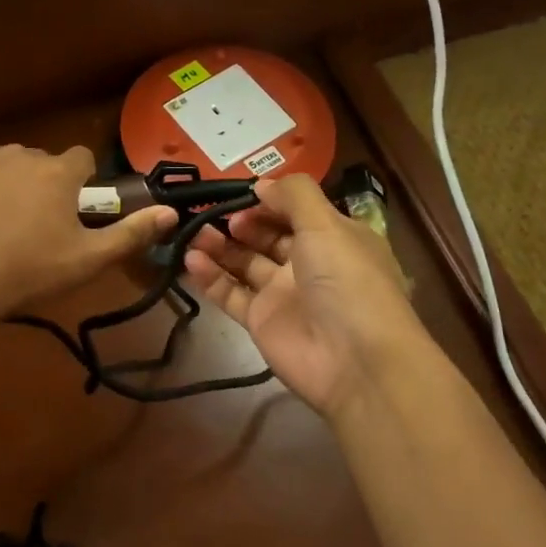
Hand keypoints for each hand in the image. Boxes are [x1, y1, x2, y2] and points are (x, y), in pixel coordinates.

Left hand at [0, 145, 175, 322]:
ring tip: (1, 226)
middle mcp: (19, 155)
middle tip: (38, 226)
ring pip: (5, 167)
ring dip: (10, 186)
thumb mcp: (87, 260)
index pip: (82, 158)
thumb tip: (170, 212)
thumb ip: (131, 233)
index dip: (84, 181)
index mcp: (57, 172)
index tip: (76, 209)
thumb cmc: (27, 271)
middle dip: (45, 184)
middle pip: (42, 162)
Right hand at [184, 175, 430, 419]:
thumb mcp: (327, 224)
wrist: (355, 362)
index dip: (268, 200)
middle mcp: (308, 263)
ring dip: (219, 245)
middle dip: (240, 221)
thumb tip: (261, 184)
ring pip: (244, 263)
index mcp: (333, 238)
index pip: (296, 211)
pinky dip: (210, 277)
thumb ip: (293, 196)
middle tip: (212, 212)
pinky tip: (190, 260)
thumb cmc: (346, 280)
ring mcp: (282, 294)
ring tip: (192, 231)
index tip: (238, 192)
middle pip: (267, 236)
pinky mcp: (260, 321)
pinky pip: (230, 294)